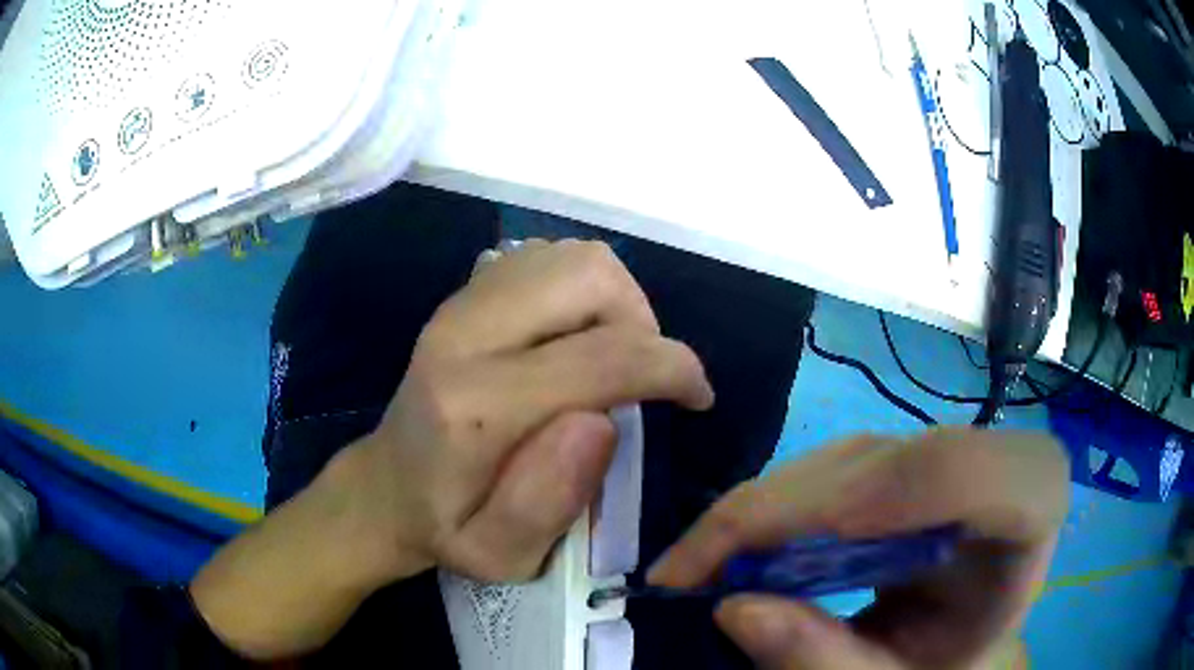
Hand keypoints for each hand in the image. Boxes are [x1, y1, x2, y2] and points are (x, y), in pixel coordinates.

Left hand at [191, 240, 712, 658]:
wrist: (385, 487)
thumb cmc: (448, 528)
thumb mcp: (501, 555)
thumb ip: (550, 499)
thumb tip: (602, 421)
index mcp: (475, 405)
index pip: (602, 356)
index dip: (671, 368)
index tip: (695, 396)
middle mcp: (464, 333)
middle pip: (590, 276)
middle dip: (643, 322)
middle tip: (643, 377)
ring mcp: (459, 303)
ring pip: (573, 256)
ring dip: (616, 302)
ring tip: (613, 357)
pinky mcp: (463, 294)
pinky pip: (547, 257)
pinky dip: (582, 289)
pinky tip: (575, 337)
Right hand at [648, 428, 1068, 669]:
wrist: (974, 626)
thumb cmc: (955, 656)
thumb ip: (833, 660)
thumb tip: (736, 609)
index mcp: (1030, 499)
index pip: (960, 473)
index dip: (874, 499)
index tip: (772, 564)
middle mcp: (986, 456)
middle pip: (876, 466)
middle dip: (772, 520)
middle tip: (682, 579)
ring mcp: (940, 450)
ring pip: (837, 462)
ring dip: (757, 517)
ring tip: (695, 573)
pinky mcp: (902, 460)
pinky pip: (826, 472)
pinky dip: (768, 514)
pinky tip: (731, 553)